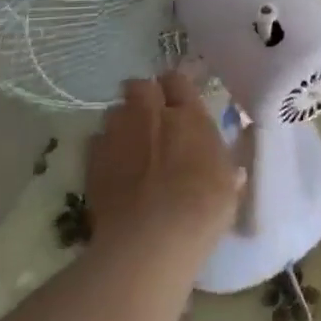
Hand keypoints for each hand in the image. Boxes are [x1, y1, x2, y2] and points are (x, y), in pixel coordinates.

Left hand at [86, 73, 242, 255]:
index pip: (177, 80)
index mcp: (187, 114)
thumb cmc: (201, 209)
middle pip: (139, 86)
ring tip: (130, 145)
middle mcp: (150, 114)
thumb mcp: (228, 185)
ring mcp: (117, 134)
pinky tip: (113, 170)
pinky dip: (105, 150)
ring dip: (123, 122)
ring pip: (114, 111)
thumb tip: (228, 165)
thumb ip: (223, 164)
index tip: (179, 102)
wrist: (151, 240)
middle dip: (143, 96)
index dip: (176, 88)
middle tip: (151, 118)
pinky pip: (96, 142)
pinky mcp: (92, 160)